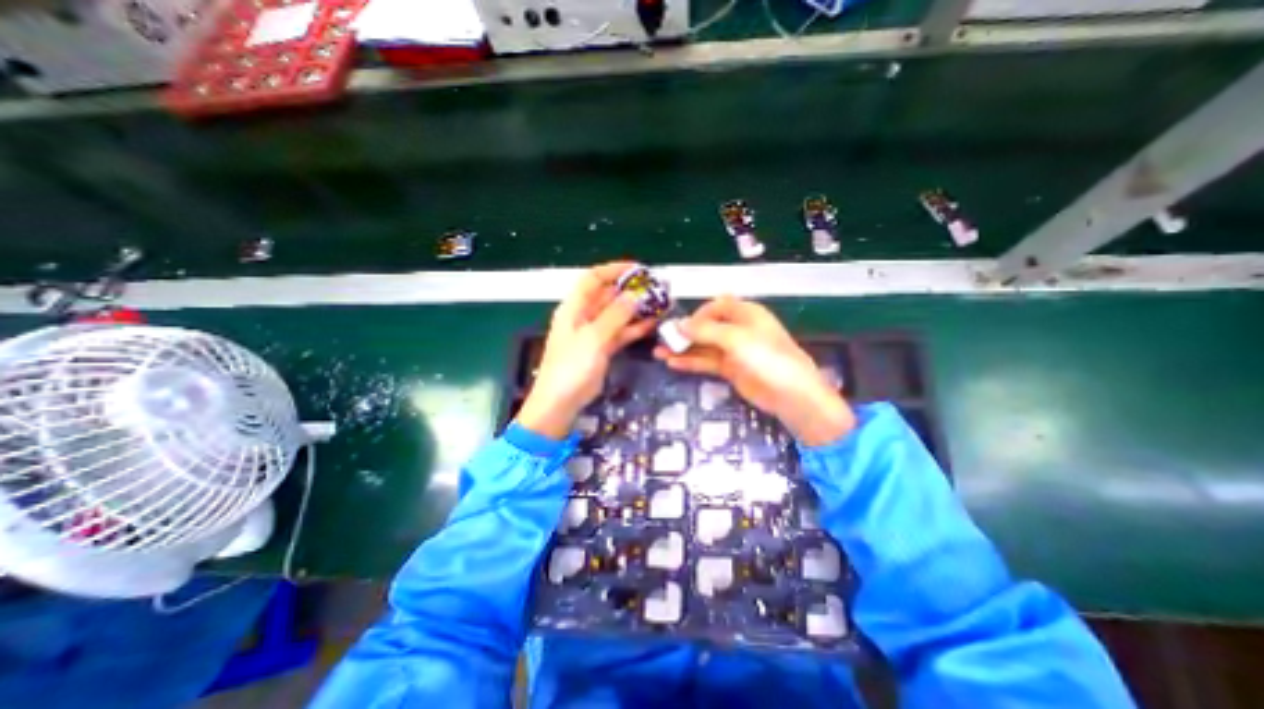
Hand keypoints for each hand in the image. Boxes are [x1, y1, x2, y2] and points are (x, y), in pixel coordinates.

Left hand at [516, 262, 657, 438]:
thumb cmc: (571, 367)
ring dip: (636, 309)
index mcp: (574, 307)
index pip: (594, 279)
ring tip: (660, 304)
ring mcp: (594, 333)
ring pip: (617, 314)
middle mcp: (584, 316)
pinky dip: (635, 328)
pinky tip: (652, 324)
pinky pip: (621, 332)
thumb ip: (615, 315)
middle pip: (608, 295)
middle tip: (656, 288)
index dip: (614, 270)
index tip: (638, 269)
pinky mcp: (602, 348)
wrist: (561, 401)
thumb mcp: (593, 338)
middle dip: (631, 290)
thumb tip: (635, 295)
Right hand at [657, 296, 854, 444]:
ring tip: (659, 353)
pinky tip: (672, 363)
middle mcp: (739, 329)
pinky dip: (691, 362)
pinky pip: (707, 362)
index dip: (698, 313)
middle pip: (707, 326)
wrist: (790, 394)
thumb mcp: (735, 338)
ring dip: (683, 348)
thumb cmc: (766, 357)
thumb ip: (705, 330)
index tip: (681, 326)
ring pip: (704, 346)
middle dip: (685, 332)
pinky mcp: (730, 369)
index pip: (717, 306)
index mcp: (746, 313)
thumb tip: (678, 325)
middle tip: (661, 339)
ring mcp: (734, 351)